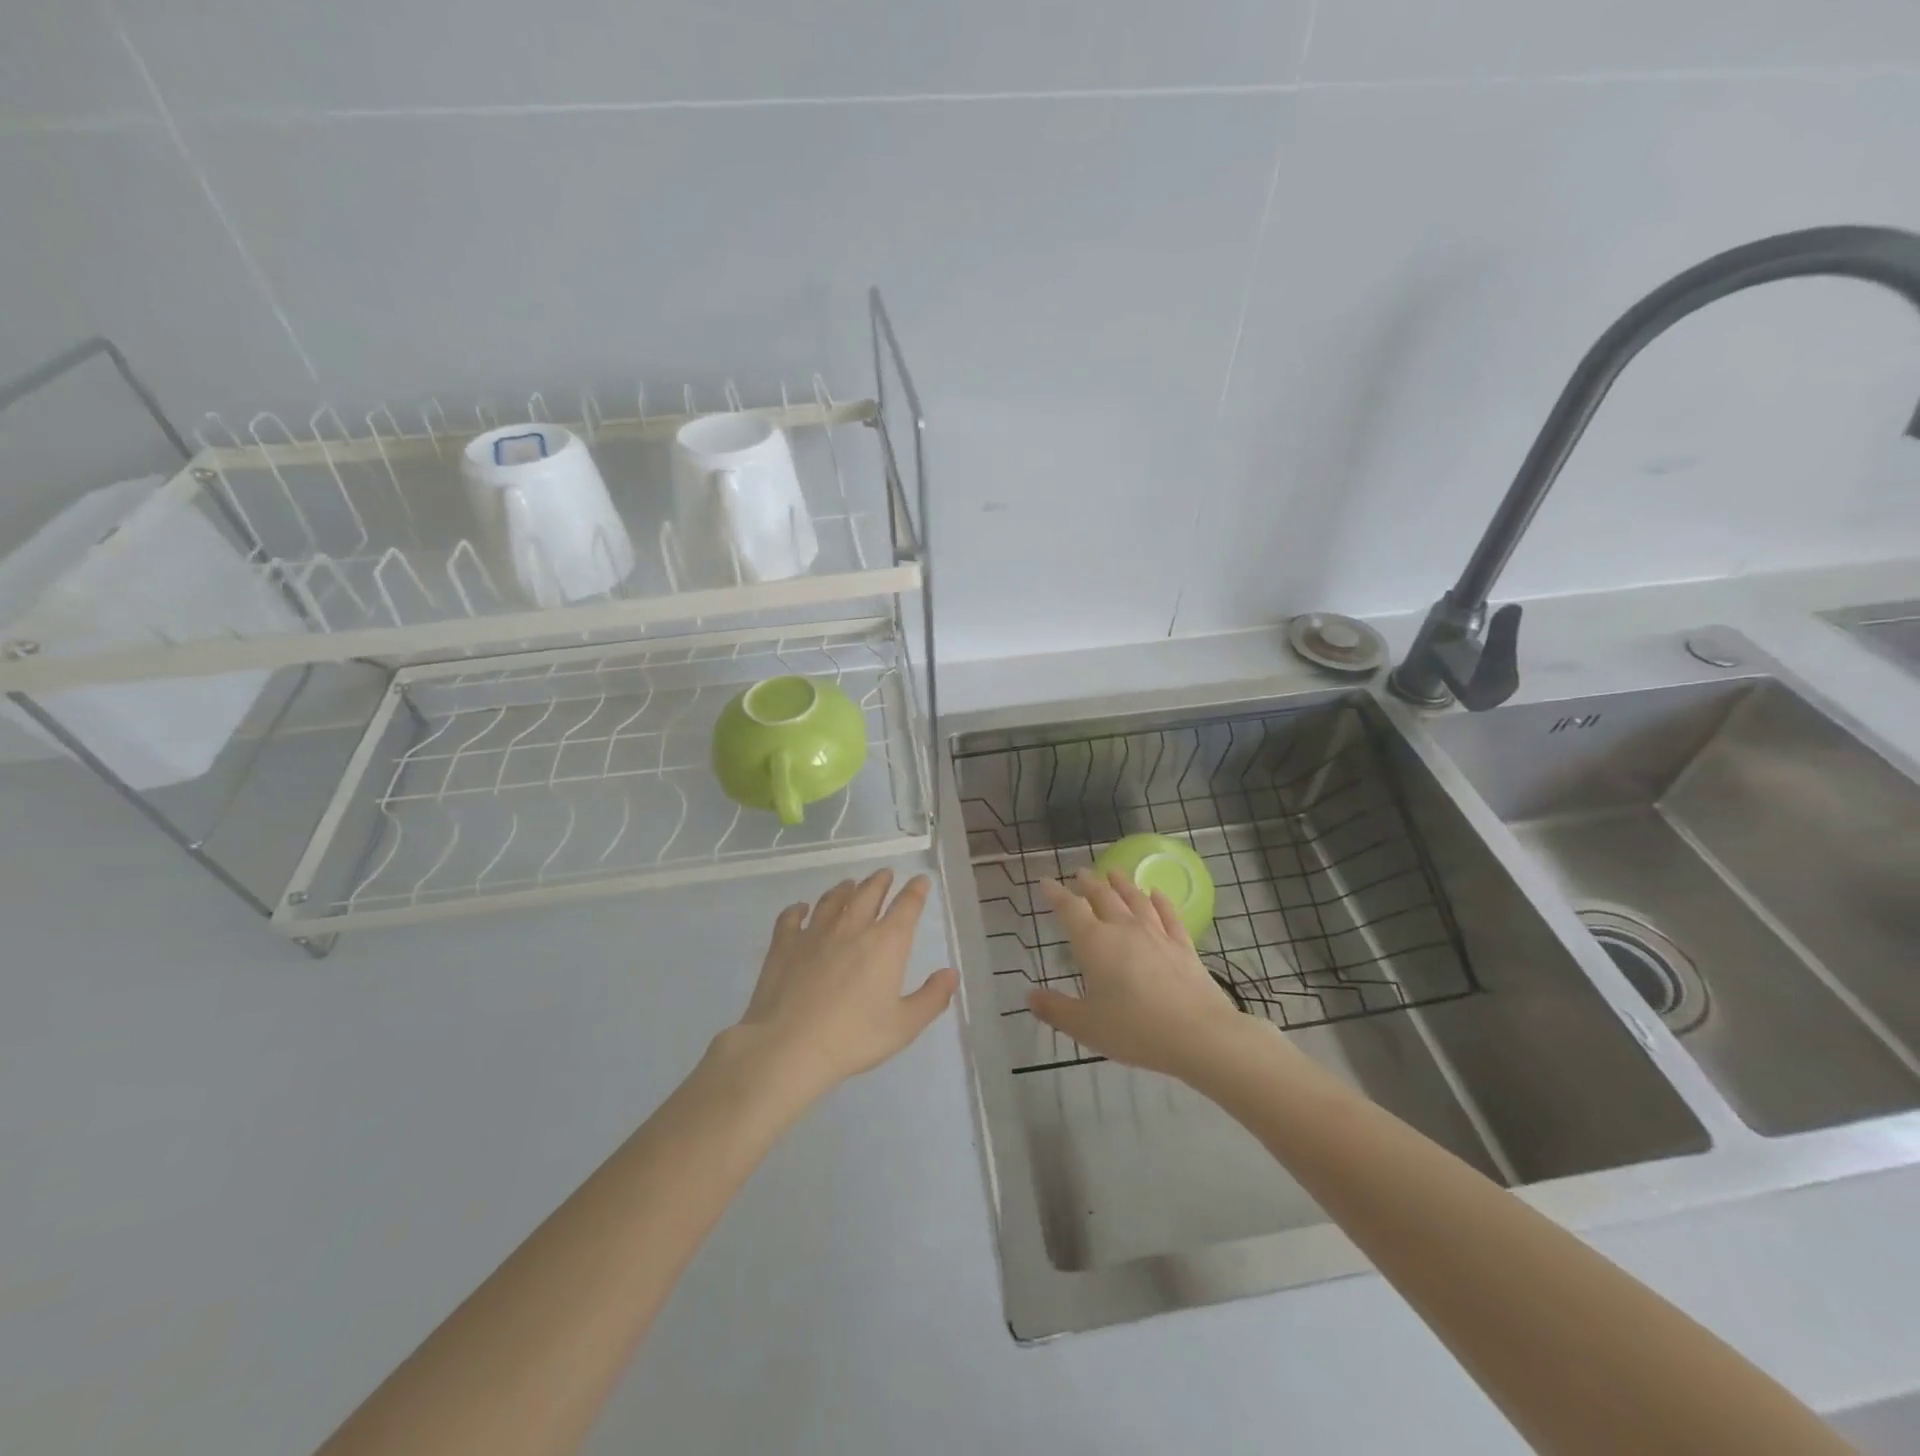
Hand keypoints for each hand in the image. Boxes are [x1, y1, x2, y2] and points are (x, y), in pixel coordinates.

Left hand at [728, 869, 958, 1101]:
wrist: (788, 1047)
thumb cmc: (853, 1038)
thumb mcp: (903, 1026)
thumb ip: (932, 998)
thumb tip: (951, 973)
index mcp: (886, 943)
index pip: (907, 906)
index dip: (916, 890)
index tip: (920, 880)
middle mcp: (852, 928)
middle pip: (868, 893)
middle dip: (880, 881)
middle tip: (885, 874)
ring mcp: (814, 933)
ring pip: (832, 900)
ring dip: (844, 889)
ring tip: (849, 885)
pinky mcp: (784, 945)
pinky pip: (791, 918)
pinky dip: (797, 910)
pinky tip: (800, 909)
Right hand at [1029, 868, 1248, 1079]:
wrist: (1198, 1034)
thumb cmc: (1135, 1030)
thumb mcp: (1085, 1026)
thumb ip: (1056, 1009)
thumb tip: (1030, 997)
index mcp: (1095, 943)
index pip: (1070, 909)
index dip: (1056, 894)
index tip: (1046, 882)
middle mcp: (1124, 929)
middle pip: (1103, 897)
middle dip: (1089, 883)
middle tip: (1080, 872)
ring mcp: (1157, 934)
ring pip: (1135, 900)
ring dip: (1122, 884)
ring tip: (1114, 871)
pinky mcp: (1183, 946)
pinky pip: (1169, 915)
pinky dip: (1160, 901)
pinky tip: (1156, 893)